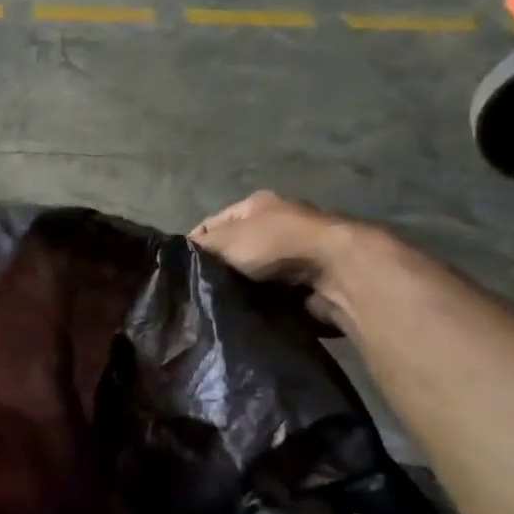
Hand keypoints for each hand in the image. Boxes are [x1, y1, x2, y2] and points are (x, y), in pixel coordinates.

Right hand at [189, 191, 366, 326]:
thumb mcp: (226, 240)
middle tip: (201, 291)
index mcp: (256, 204)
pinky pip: (274, 290)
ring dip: (242, 286)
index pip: (211, 224)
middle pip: (235, 248)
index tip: (182, 273)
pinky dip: (263, 299)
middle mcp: (277, 222)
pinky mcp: (309, 277)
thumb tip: (178, 255)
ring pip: (253, 271)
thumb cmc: (275, 245)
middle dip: (219, 269)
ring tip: (223, 303)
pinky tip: (249, 310)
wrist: (335, 270)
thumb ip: (200, 246)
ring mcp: (295, 250)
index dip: (194, 246)